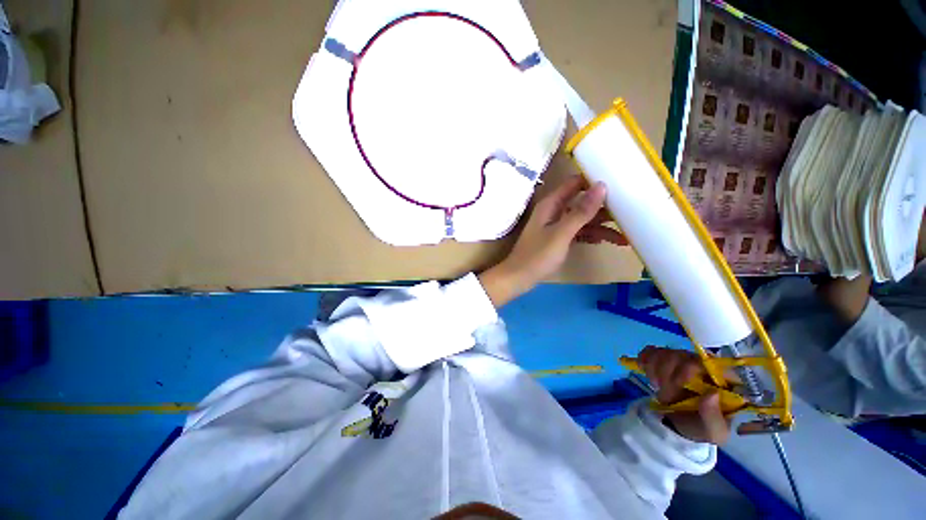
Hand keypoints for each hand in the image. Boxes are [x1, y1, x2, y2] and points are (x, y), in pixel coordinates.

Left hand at [478, 176, 625, 306]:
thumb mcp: (562, 233)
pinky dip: (591, 236)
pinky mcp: (558, 239)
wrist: (519, 277)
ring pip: (582, 220)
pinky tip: (607, 241)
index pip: (574, 183)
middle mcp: (554, 212)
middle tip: (629, 213)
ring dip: (601, 227)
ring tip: (624, 236)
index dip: (594, 181)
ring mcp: (556, 226)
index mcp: (551, 204)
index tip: (619, 183)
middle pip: (582, 203)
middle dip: (603, 208)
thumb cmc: (538, 255)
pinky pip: (578, 232)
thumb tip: (601, 185)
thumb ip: (581, 211)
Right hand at [638, 346, 731, 444]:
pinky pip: (651, 351)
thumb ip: (714, 417)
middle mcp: (702, 365)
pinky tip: (645, 371)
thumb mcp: (713, 432)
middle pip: (681, 355)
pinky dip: (645, 359)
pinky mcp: (663, 359)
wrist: (680, 425)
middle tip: (665, 396)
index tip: (677, 384)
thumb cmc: (701, 427)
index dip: (689, 369)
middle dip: (667, 375)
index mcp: (721, 380)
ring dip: (655, 370)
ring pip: (664, 352)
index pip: (708, 362)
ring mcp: (681, 360)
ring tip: (657, 387)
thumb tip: (712, 394)